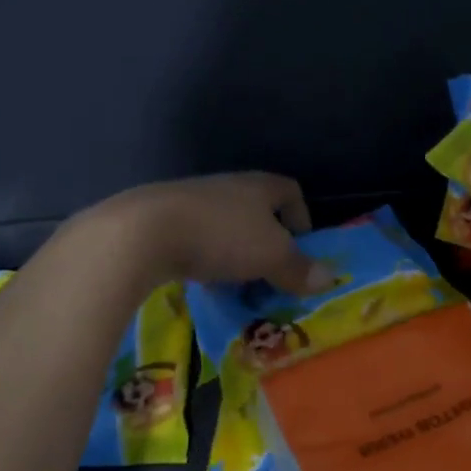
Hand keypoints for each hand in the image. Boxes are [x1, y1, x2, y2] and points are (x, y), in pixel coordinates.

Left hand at [90, 172, 332, 294]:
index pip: (289, 190)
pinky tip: (200, 282)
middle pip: (256, 210)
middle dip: (266, 241)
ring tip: (235, 284)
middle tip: (270, 274)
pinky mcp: (161, 220)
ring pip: (224, 226)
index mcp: (258, 186)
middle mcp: (226, 186)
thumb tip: (329, 278)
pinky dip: (204, 259)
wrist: (141, 233)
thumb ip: (299, 268)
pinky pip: (194, 239)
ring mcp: (190, 201)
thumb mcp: (270, 256)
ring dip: (234, 253)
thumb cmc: (220, 236)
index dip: (300, 216)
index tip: (299, 247)